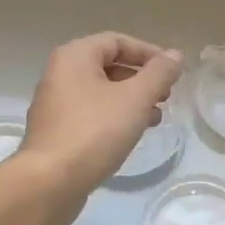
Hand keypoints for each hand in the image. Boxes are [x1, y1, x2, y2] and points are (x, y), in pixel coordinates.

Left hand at [15, 33, 183, 224]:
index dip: (149, 53)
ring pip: (101, 92)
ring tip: (155, 118)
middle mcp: (60, 74)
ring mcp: (55, 104)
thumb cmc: (94, 131)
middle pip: (108, 65)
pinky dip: (114, 117)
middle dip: (142, 79)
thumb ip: (159, 74)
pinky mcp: (56, 131)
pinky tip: (131, 135)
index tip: (172, 73)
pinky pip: (91, 114)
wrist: (49, 182)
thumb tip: (175, 55)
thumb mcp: (135, 99)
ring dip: (131, 100)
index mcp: (74, 56)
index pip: (118, 41)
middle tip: (166, 96)